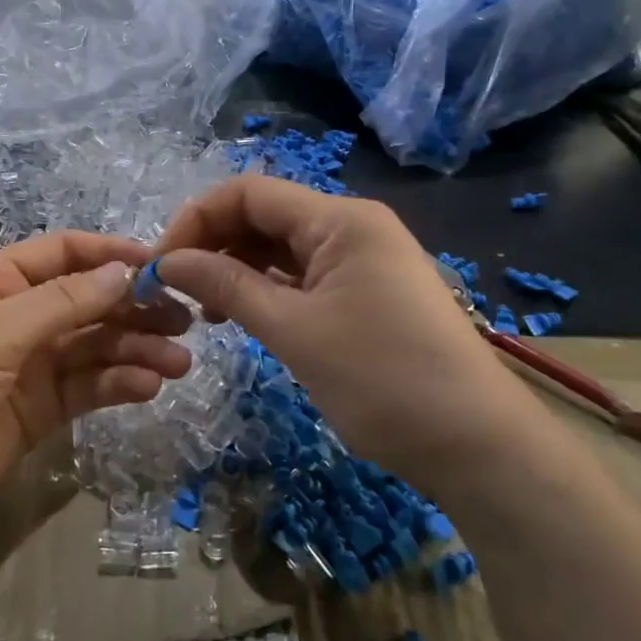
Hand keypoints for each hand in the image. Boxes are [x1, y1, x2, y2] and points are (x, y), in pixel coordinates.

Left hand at [0, 233, 191, 608]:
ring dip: (135, 348)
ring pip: (93, 345)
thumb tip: (124, 271)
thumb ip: (61, 303)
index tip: (162, 263)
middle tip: (185, 320)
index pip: (61, 253)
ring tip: (178, 362)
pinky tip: (148, 386)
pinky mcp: (36, 411)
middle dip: (134, 306)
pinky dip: (118, 383)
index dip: (111, 254)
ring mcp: (26, 366)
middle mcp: (13, 316)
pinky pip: (86, 387)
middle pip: (86, 300)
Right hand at [154, 176, 517, 474]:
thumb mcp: (294, 331)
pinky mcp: (368, 291)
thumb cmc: (383, 381)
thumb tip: (167, 262)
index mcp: (340, 219)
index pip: (248, 193)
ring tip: (206, 311)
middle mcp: (352, 226)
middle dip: (214, 245)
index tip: (162, 265)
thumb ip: (226, 286)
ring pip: (282, 247)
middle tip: (178, 291)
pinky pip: (304, 274)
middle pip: (264, 215)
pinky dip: (268, 289)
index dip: (196, 220)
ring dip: (237, 269)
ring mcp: (364, 259)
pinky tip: (244, 316)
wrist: (478, 447)